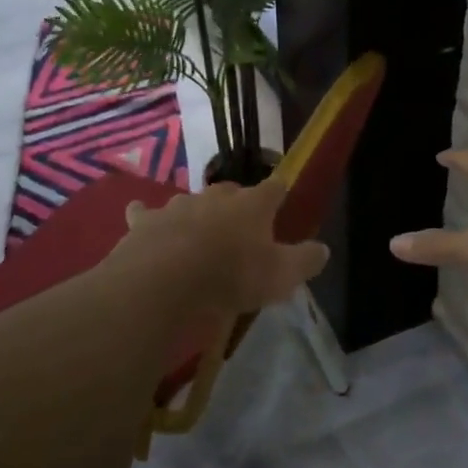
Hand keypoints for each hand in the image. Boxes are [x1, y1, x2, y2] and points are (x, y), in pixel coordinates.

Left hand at [115, 178, 328, 314]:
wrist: (164, 281)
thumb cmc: (231, 276)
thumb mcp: (281, 276)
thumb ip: (305, 261)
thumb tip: (323, 249)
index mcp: (253, 204)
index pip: (275, 187)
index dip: (280, 193)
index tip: (282, 201)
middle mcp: (216, 196)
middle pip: (231, 191)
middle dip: (236, 205)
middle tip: (239, 230)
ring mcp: (178, 205)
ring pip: (191, 202)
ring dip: (196, 214)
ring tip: (197, 235)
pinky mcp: (145, 221)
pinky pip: (146, 213)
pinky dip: (148, 217)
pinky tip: (144, 222)